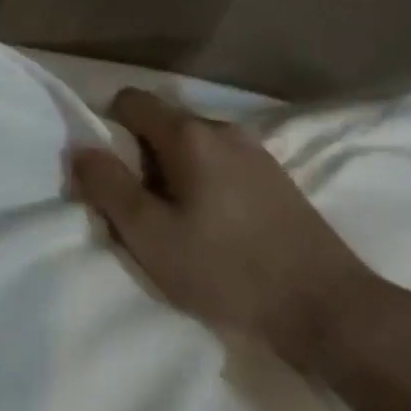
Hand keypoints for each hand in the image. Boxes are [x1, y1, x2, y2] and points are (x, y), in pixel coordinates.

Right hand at [70, 89, 383, 372]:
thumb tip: (80, 148)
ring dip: (171, 174)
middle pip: (160, 125)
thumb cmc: (228, 269)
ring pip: (191, 147)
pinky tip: (213, 231)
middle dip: (138, 158)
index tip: (109, 176)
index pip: (129, 101)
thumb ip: (107, 185)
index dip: (107, 130)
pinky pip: (220, 165)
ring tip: (176, 226)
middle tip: (139, 211)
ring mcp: (255, 152)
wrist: (330, 309)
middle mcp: (222, 129)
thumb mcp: (149, 235)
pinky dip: (202, 185)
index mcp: (188, 134)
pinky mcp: (276, 179)